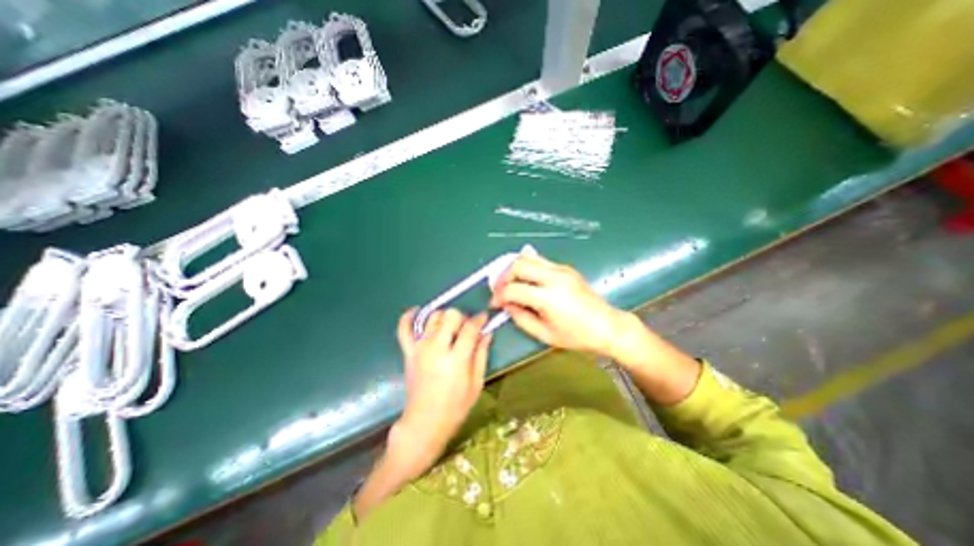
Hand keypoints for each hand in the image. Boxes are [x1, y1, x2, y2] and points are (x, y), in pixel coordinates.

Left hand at [390, 308, 490, 463]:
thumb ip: (481, 355)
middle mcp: (436, 348)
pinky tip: (417, 311)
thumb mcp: (476, 383)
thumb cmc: (455, 406)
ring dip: (444, 317)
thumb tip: (487, 333)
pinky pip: (403, 328)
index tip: (484, 318)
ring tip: (449, 327)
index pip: (470, 328)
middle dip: (462, 317)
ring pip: (432, 317)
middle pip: (451, 316)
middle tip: (466, 328)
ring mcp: (420, 348)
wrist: (424, 422)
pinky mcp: (408, 352)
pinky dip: (408, 317)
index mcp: (456, 359)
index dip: (479, 319)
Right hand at [492, 252, 627, 355]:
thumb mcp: (545, 334)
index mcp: (549, 297)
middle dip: (503, 276)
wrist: (608, 326)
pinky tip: (526, 280)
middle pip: (519, 264)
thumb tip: (507, 305)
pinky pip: (540, 261)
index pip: (514, 288)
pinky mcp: (566, 268)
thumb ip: (521, 318)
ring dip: (514, 268)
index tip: (495, 303)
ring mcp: (561, 269)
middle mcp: (554, 277)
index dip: (499, 295)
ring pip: (529, 257)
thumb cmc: (577, 336)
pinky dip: (527, 268)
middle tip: (500, 290)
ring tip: (510, 283)